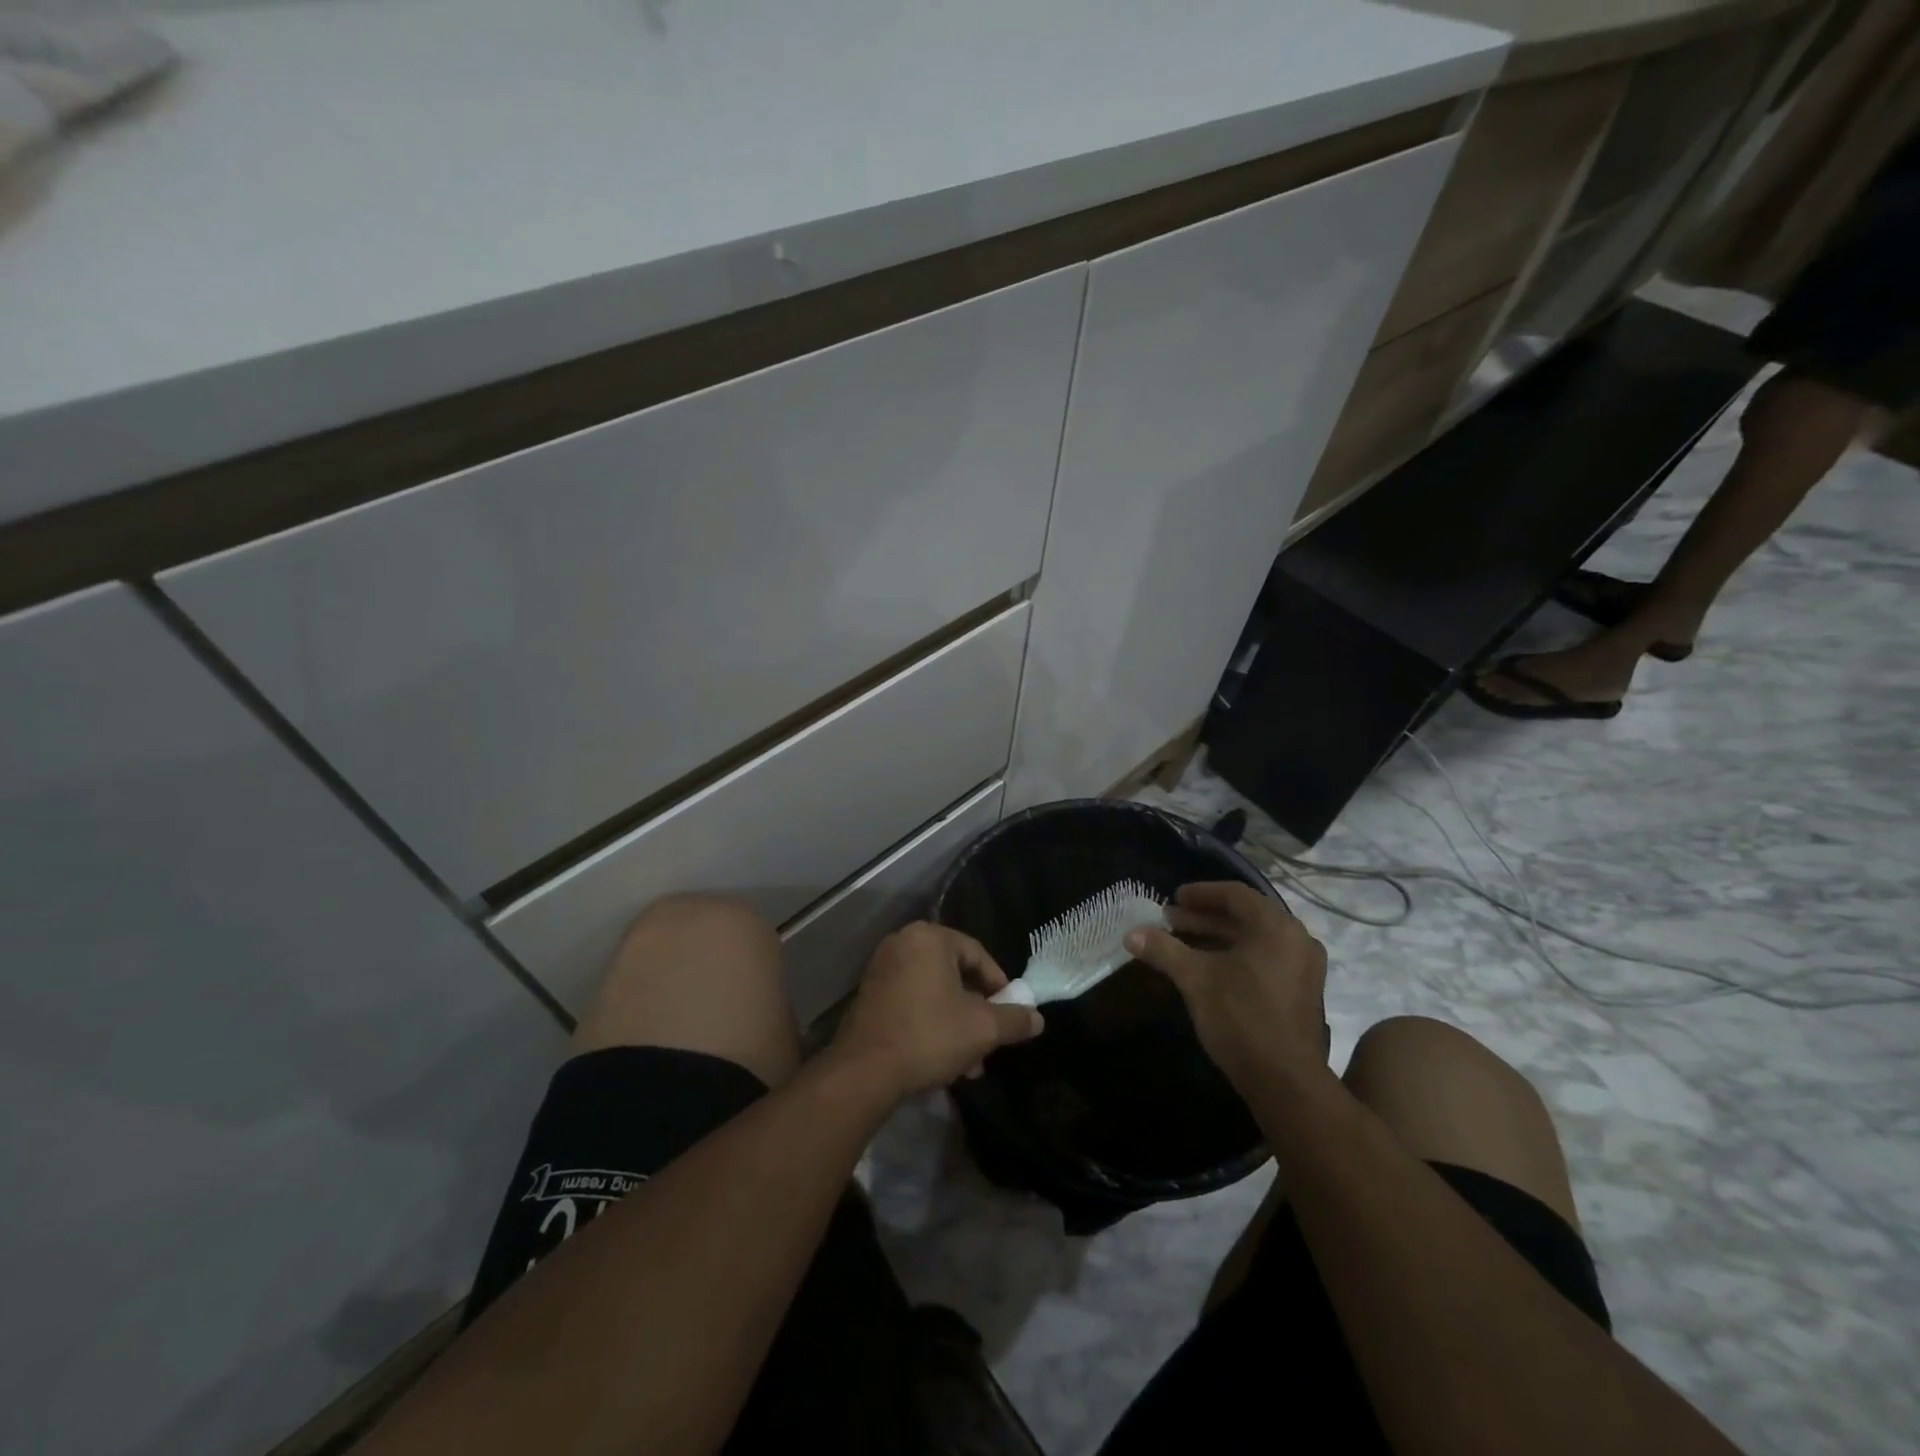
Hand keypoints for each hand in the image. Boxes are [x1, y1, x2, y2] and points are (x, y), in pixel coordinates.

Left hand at [831, 923, 1044, 1098]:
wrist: (864, 1072)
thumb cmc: (929, 1036)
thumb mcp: (983, 1029)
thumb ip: (1014, 1019)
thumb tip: (1038, 1018)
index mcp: (930, 938)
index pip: (977, 954)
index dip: (1000, 985)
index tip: (1011, 1012)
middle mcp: (903, 943)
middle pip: (954, 973)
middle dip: (977, 1010)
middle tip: (991, 1040)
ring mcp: (882, 969)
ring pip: (934, 992)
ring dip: (956, 1023)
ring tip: (970, 1062)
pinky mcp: (869, 995)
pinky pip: (912, 1001)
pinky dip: (930, 1023)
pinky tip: (942, 1060)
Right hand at [1124, 882, 1328, 1088]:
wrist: (1285, 1081)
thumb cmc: (1241, 1018)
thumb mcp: (1196, 979)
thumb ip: (1164, 950)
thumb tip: (1130, 934)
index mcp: (1276, 927)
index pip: (1235, 894)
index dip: (1201, 893)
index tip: (1173, 898)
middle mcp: (1297, 939)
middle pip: (1246, 916)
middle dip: (1205, 917)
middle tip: (1171, 920)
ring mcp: (1304, 967)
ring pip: (1255, 939)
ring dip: (1218, 936)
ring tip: (1183, 942)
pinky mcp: (1302, 991)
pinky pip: (1265, 958)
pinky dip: (1236, 955)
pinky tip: (1209, 967)